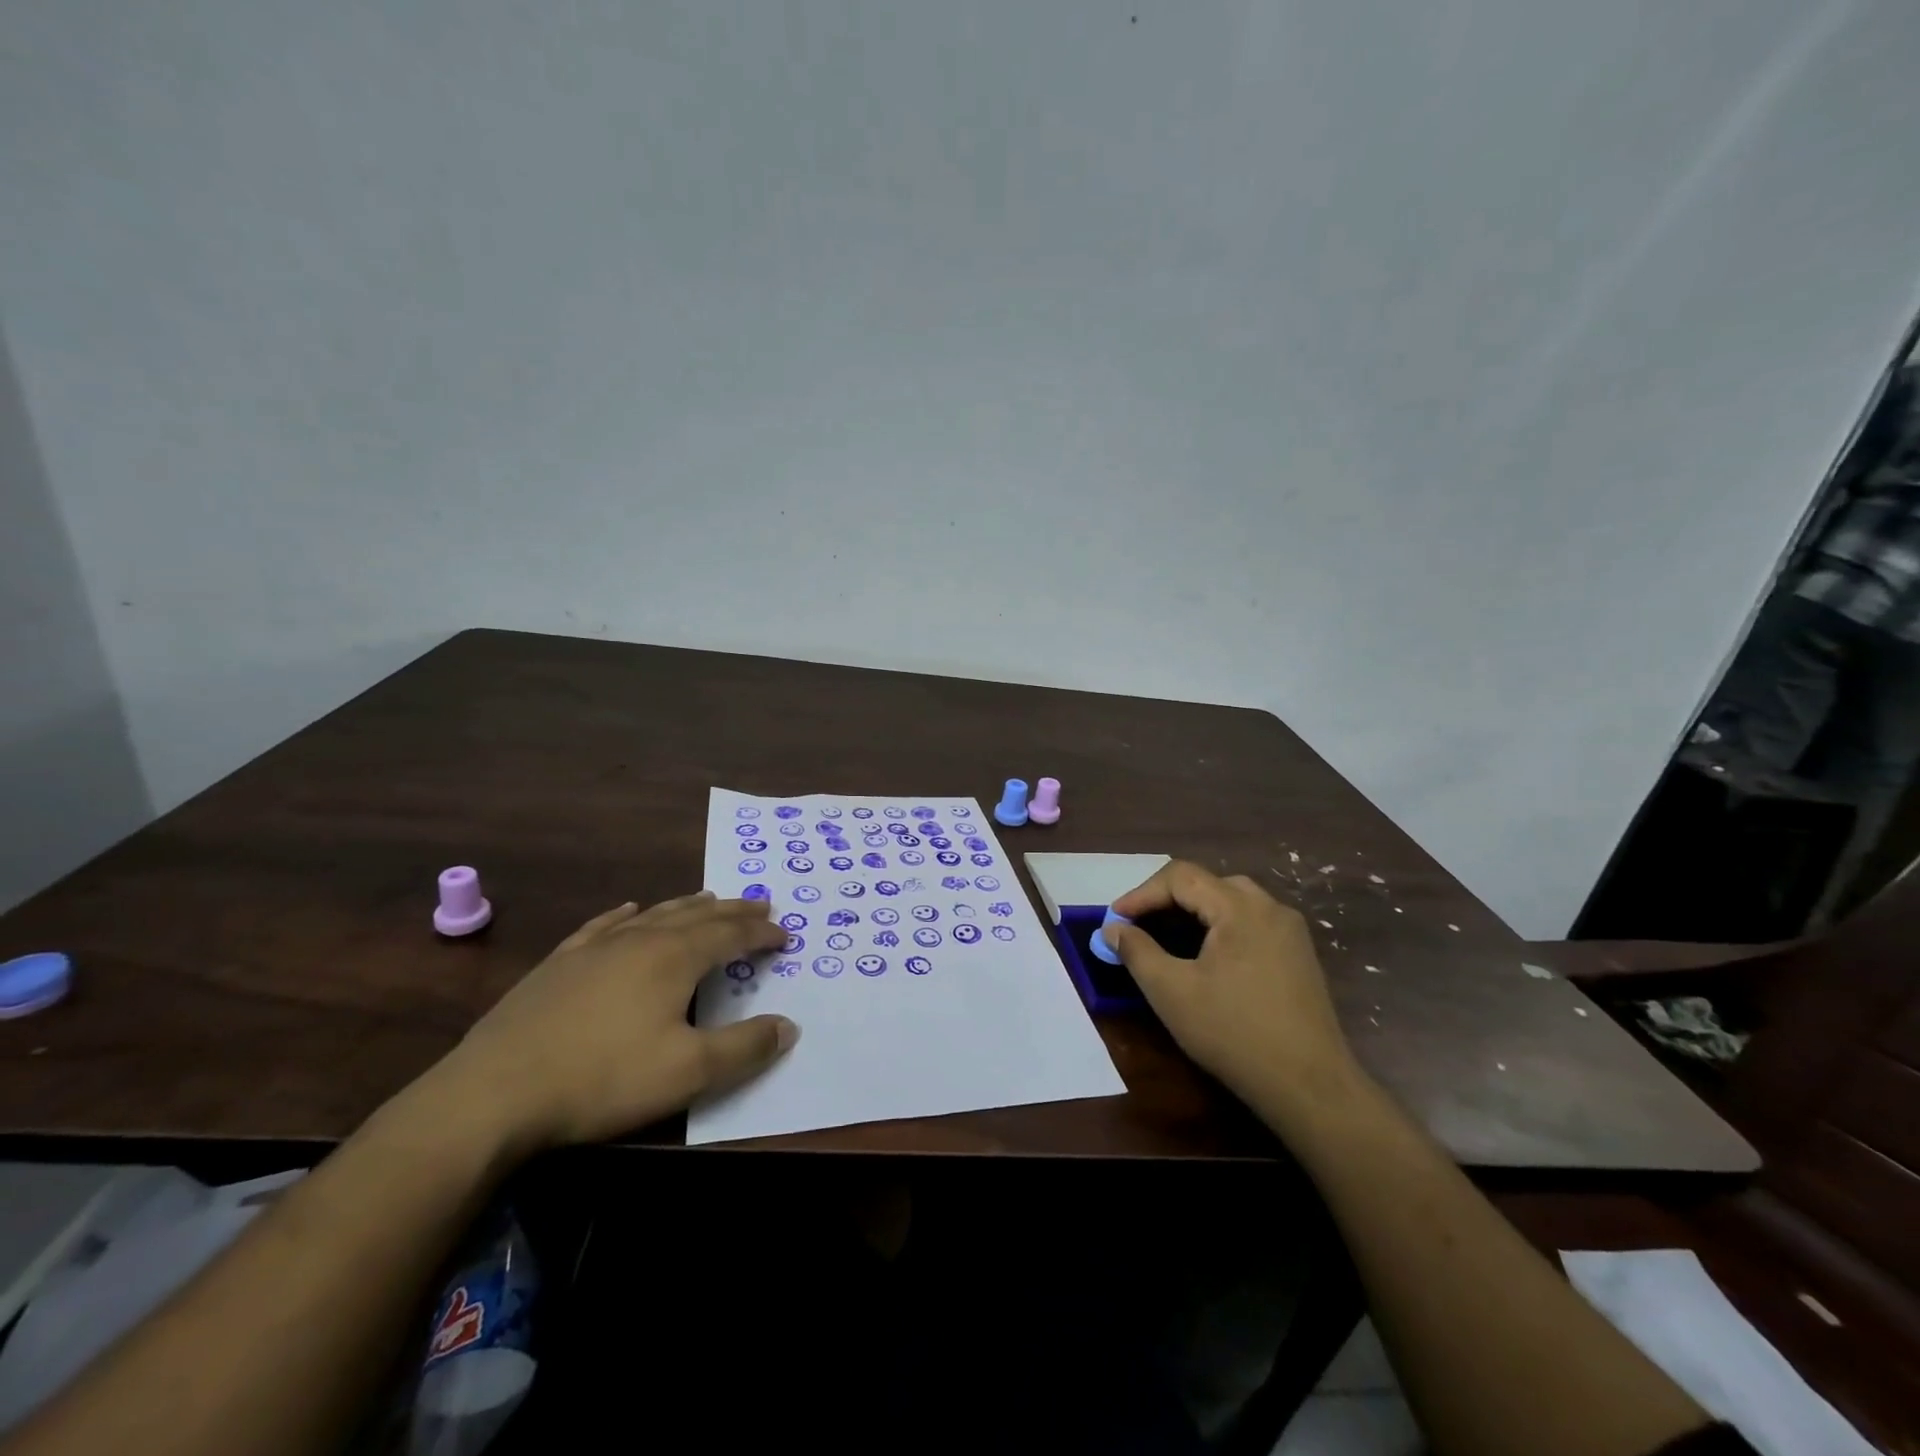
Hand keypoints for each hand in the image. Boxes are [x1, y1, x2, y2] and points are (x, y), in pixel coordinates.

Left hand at [431, 893, 795, 1152]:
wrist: (493, 1093)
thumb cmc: (602, 1080)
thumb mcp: (687, 1072)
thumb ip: (744, 1048)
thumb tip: (789, 1026)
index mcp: (674, 958)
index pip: (731, 935)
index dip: (761, 933)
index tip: (785, 934)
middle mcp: (640, 939)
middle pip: (698, 915)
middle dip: (733, 910)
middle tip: (760, 903)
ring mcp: (595, 948)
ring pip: (654, 914)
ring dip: (689, 905)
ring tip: (709, 898)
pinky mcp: (559, 963)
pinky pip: (604, 925)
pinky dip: (627, 914)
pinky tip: (630, 909)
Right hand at [1107, 862, 1362, 1125]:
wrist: (1310, 1087)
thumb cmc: (1234, 1033)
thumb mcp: (1172, 992)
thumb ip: (1137, 952)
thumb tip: (1113, 929)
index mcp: (1240, 908)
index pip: (1181, 877)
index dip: (1141, 894)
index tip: (1114, 920)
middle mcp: (1269, 907)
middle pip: (1207, 883)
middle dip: (1165, 899)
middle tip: (1137, 926)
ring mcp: (1290, 930)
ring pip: (1231, 900)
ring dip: (1193, 911)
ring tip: (1166, 937)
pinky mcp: (1299, 954)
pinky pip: (1251, 922)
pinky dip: (1219, 926)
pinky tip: (1206, 956)